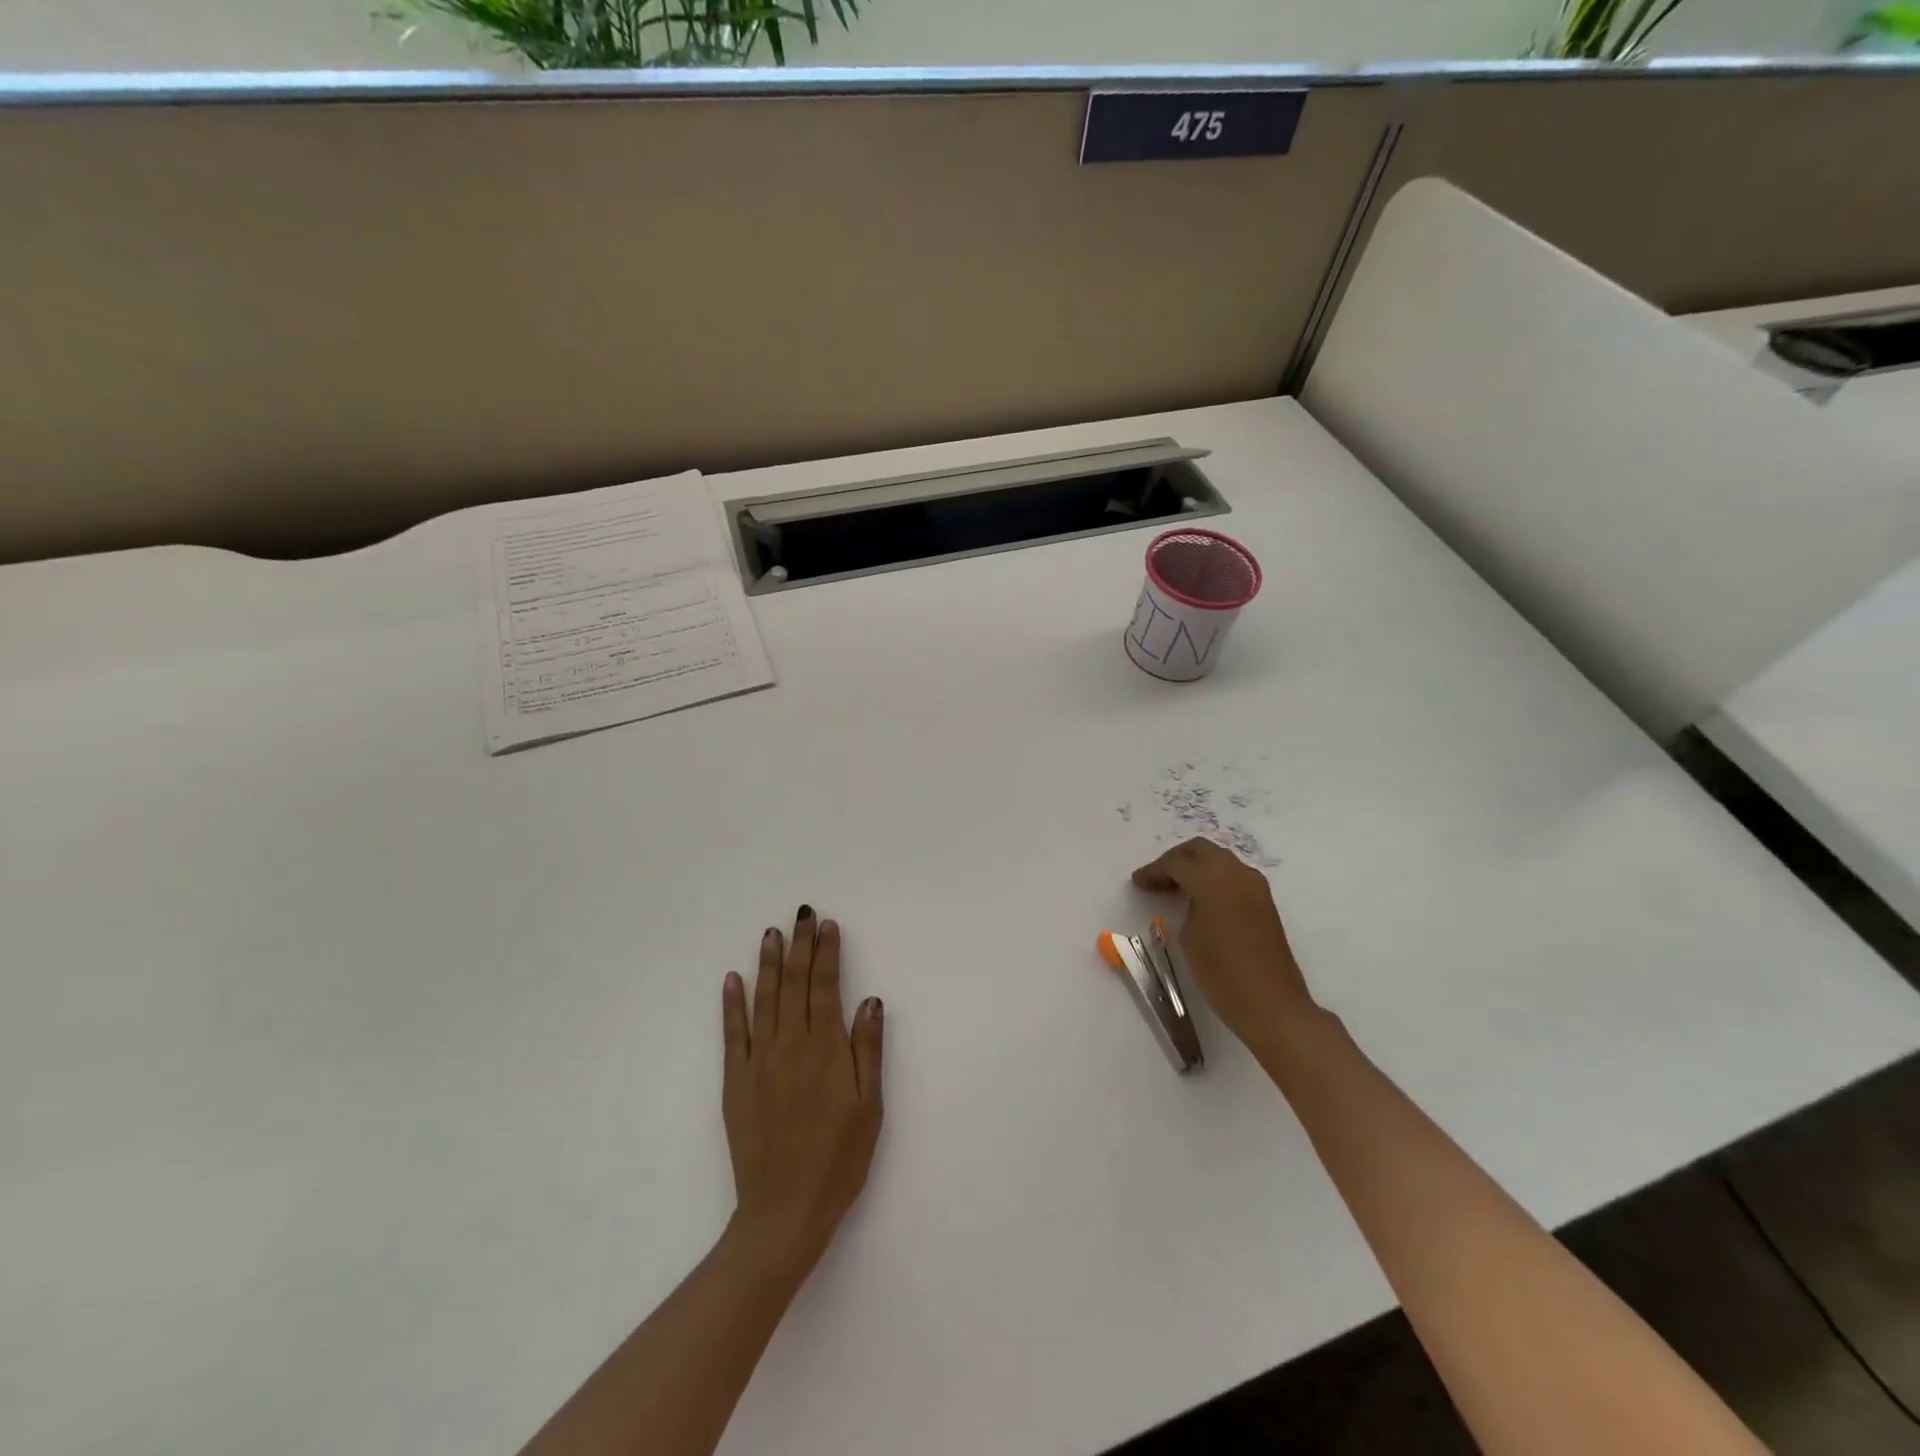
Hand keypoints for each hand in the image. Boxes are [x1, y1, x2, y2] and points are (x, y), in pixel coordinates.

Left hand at [721, 906, 883, 1282]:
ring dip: (768, 963)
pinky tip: (732, 979)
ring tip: (771, 933)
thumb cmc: (839, 1159)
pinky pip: (733, 1033)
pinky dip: (732, 1004)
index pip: (825, 987)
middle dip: (800, 946)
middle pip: (794, 984)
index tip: (828, 925)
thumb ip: (868, 1049)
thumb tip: (870, 998)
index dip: (827, 953)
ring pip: (764, 1000)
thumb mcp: (870, 1106)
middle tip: (803, 914)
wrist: (785, 1211)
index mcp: (825, 1050)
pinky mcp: (736, 1082)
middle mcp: (790, 1045)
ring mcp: (758, 1062)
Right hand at [1132, 838, 1317, 1050]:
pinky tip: (1200, 897)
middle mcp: (1236, 873)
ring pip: (1219, 859)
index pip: (1176, 863)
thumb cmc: (1221, 972)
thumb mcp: (1188, 937)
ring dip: (1196, 866)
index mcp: (1212, 878)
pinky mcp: (1264, 901)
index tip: (1137, 881)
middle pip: (1200, 850)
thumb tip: (1187, 898)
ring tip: (1175, 887)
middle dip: (1175, 859)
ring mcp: (1254, 885)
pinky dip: (1213, 877)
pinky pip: (1233, 875)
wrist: (1271, 1004)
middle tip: (1156, 877)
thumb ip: (1184, 906)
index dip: (1153, 870)